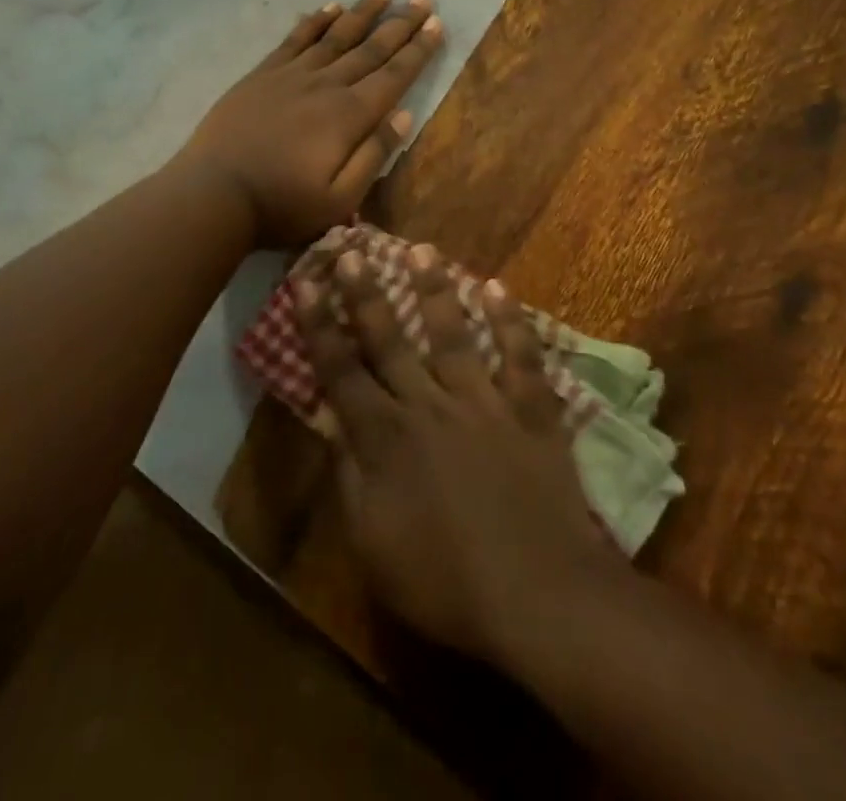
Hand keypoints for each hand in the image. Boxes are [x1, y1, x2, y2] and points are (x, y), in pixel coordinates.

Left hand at [180, 0, 444, 246]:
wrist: (213, 194)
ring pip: (335, 36)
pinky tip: (329, 8)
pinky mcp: (262, 75)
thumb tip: (405, 115)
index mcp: (349, 116)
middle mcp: (326, 85)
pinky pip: (295, 40)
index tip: (437, 25)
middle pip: (370, 49)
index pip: (394, 76)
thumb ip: (374, 155)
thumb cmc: (282, 205)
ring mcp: (291, 76)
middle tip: (423, 0)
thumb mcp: (340, 199)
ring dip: (362, 14)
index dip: (418, 50)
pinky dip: (315, 22)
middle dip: (400, 24)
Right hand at [293, 243, 615, 665]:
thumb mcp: (372, 546)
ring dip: (436, 290)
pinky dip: (511, 321)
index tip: (305, 283)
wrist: (540, 595)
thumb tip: (331, 427)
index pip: (341, 371)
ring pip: (453, 334)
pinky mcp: (530, 410)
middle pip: (390, 340)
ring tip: (423, 249)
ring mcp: (484, 402)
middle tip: (352, 249)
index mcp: (386, 438)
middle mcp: (429, 405)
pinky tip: (498, 287)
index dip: (319, 326)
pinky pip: (520, 356)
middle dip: (366, 294)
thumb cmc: (446, 582)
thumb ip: (349, 479)